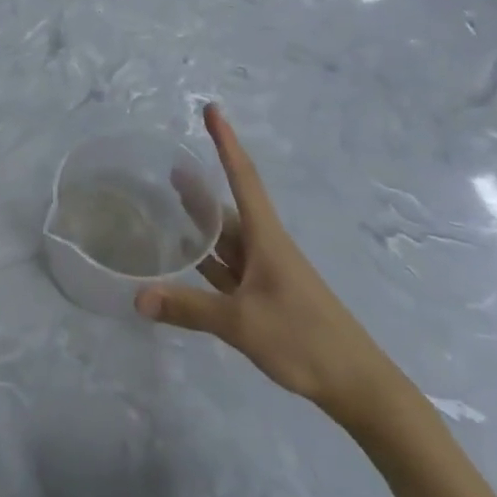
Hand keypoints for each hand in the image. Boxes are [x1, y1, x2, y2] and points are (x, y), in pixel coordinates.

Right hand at [137, 105, 404, 427]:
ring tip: (170, 205)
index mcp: (266, 238)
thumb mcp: (241, 323)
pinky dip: (207, 259)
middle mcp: (266, 246)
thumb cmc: (304, 340)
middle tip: (167, 168)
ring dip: (202, 223)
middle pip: (228, 207)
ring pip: (228, 238)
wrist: (358, 387)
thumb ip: (188, 308)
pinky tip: (187, 260)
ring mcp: (267, 272)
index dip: (226, 141)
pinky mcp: (266, 296)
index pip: (242, 177)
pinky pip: (229, 267)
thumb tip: (137, 297)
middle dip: (201, 187)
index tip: (212, 109)